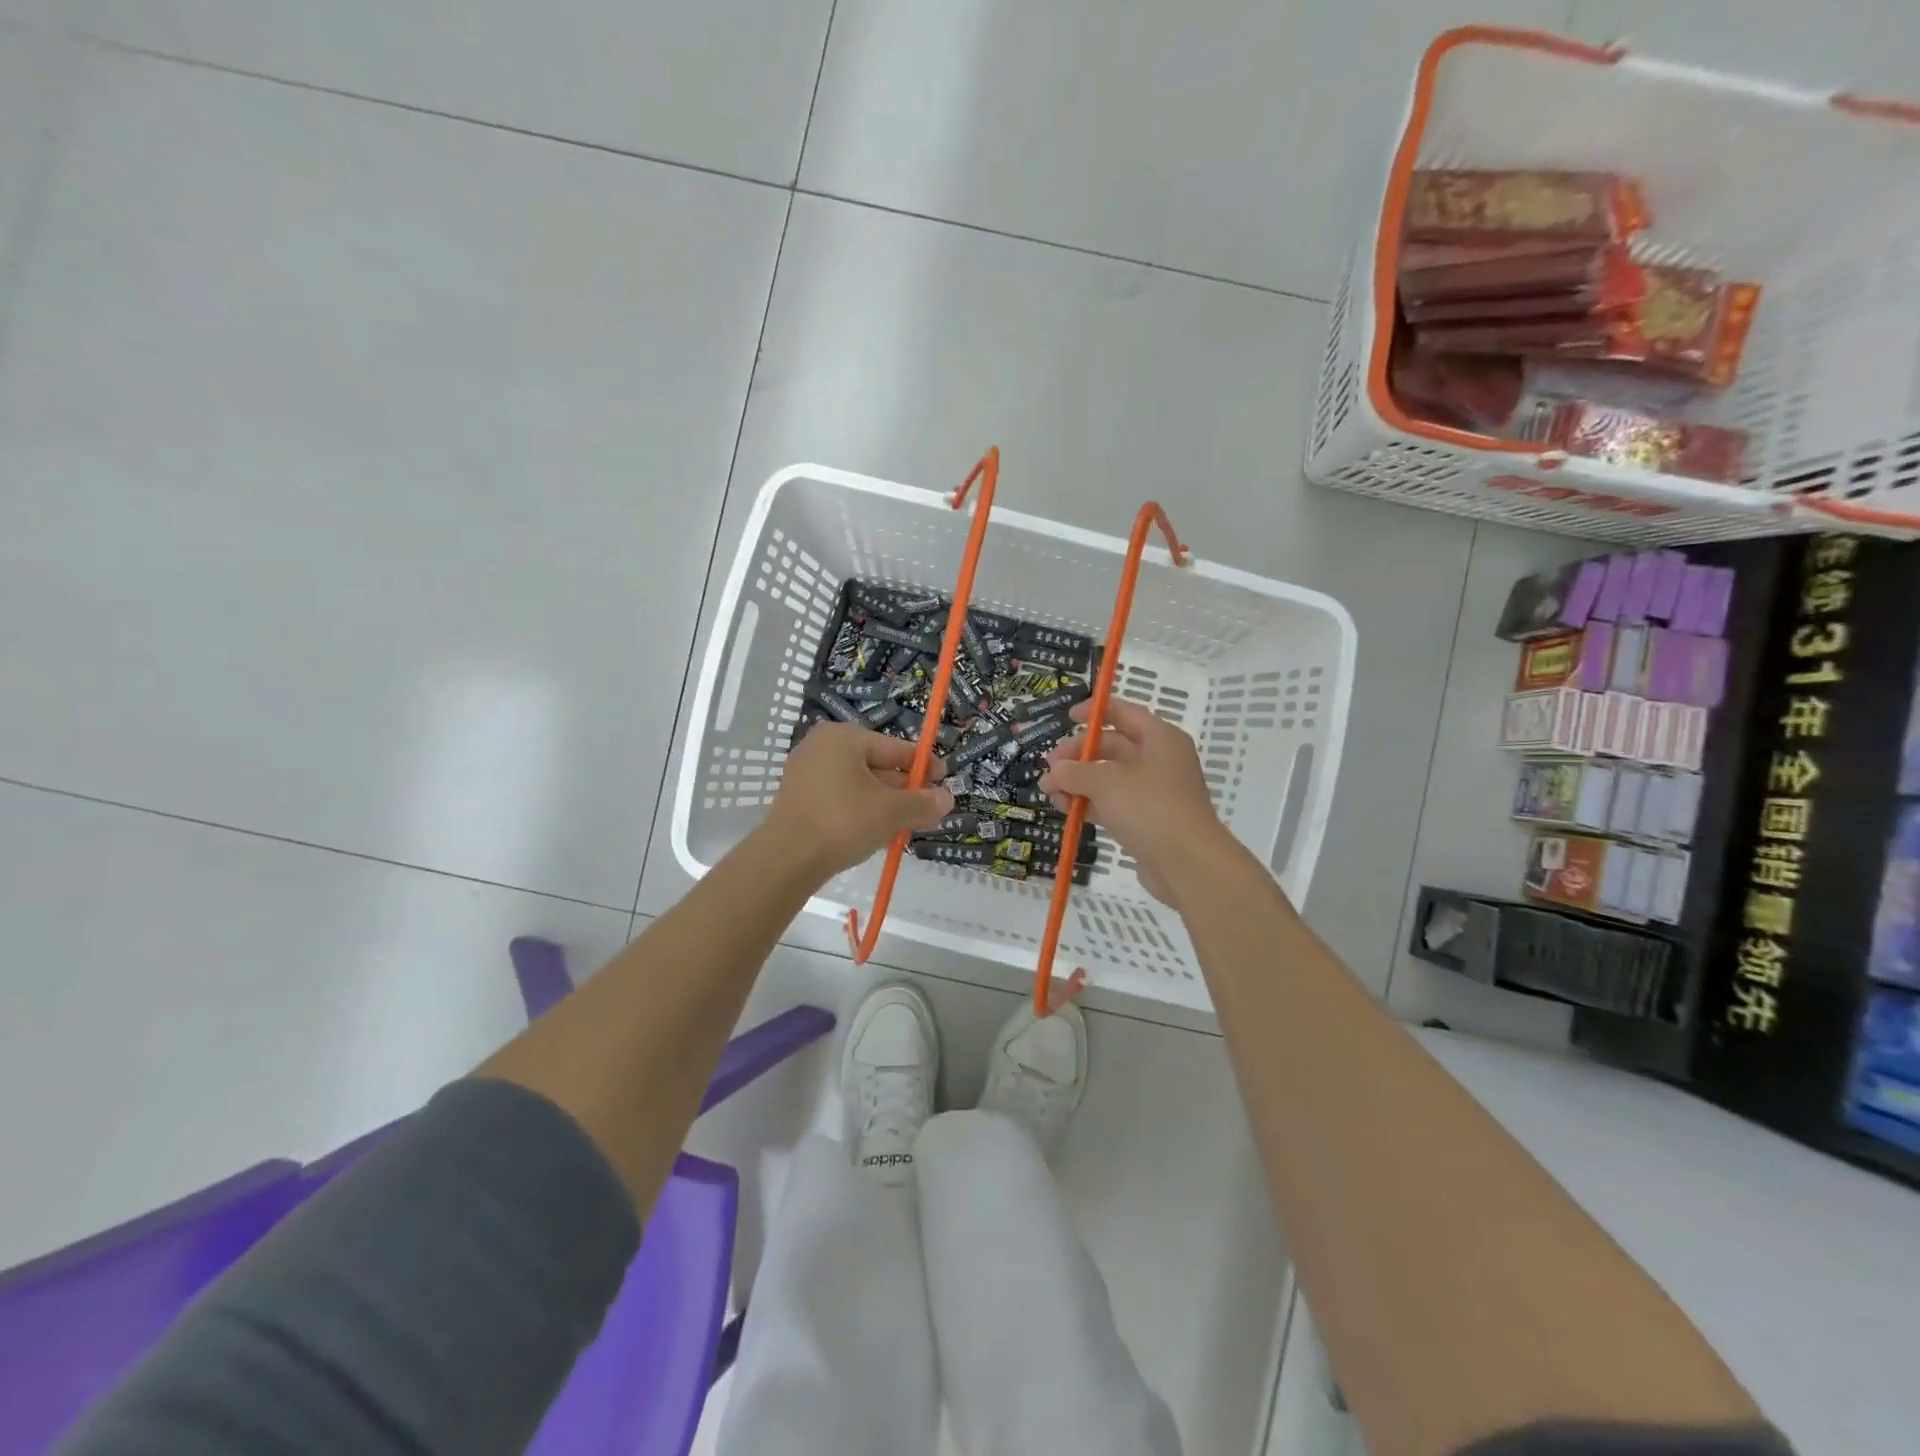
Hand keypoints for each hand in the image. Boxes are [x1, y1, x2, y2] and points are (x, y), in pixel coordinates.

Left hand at [764, 724, 953, 879]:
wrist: (786, 859)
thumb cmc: (843, 821)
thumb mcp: (891, 811)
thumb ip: (922, 802)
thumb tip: (947, 799)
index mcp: (844, 738)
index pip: (895, 747)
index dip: (923, 765)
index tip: (944, 780)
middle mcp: (822, 748)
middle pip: (877, 766)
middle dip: (905, 790)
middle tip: (930, 809)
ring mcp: (806, 773)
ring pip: (859, 785)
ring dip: (886, 804)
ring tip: (909, 825)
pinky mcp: (799, 799)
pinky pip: (841, 799)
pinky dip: (862, 811)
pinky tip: (879, 832)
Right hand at [1040, 698, 1235, 905]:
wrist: (1188, 864)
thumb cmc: (1150, 808)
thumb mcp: (1106, 783)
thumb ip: (1075, 772)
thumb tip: (1054, 770)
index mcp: (1160, 738)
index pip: (1124, 712)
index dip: (1094, 711)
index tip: (1067, 717)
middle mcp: (1160, 760)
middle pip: (1113, 746)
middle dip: (1078, 755)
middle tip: (1049, 766)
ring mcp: (1155, 792)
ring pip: (1110, 778)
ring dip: (1079, 782)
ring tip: (1049, 792)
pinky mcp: (1149, 820)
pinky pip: (1114, 803)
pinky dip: (1090, 803)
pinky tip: (1066, 810)